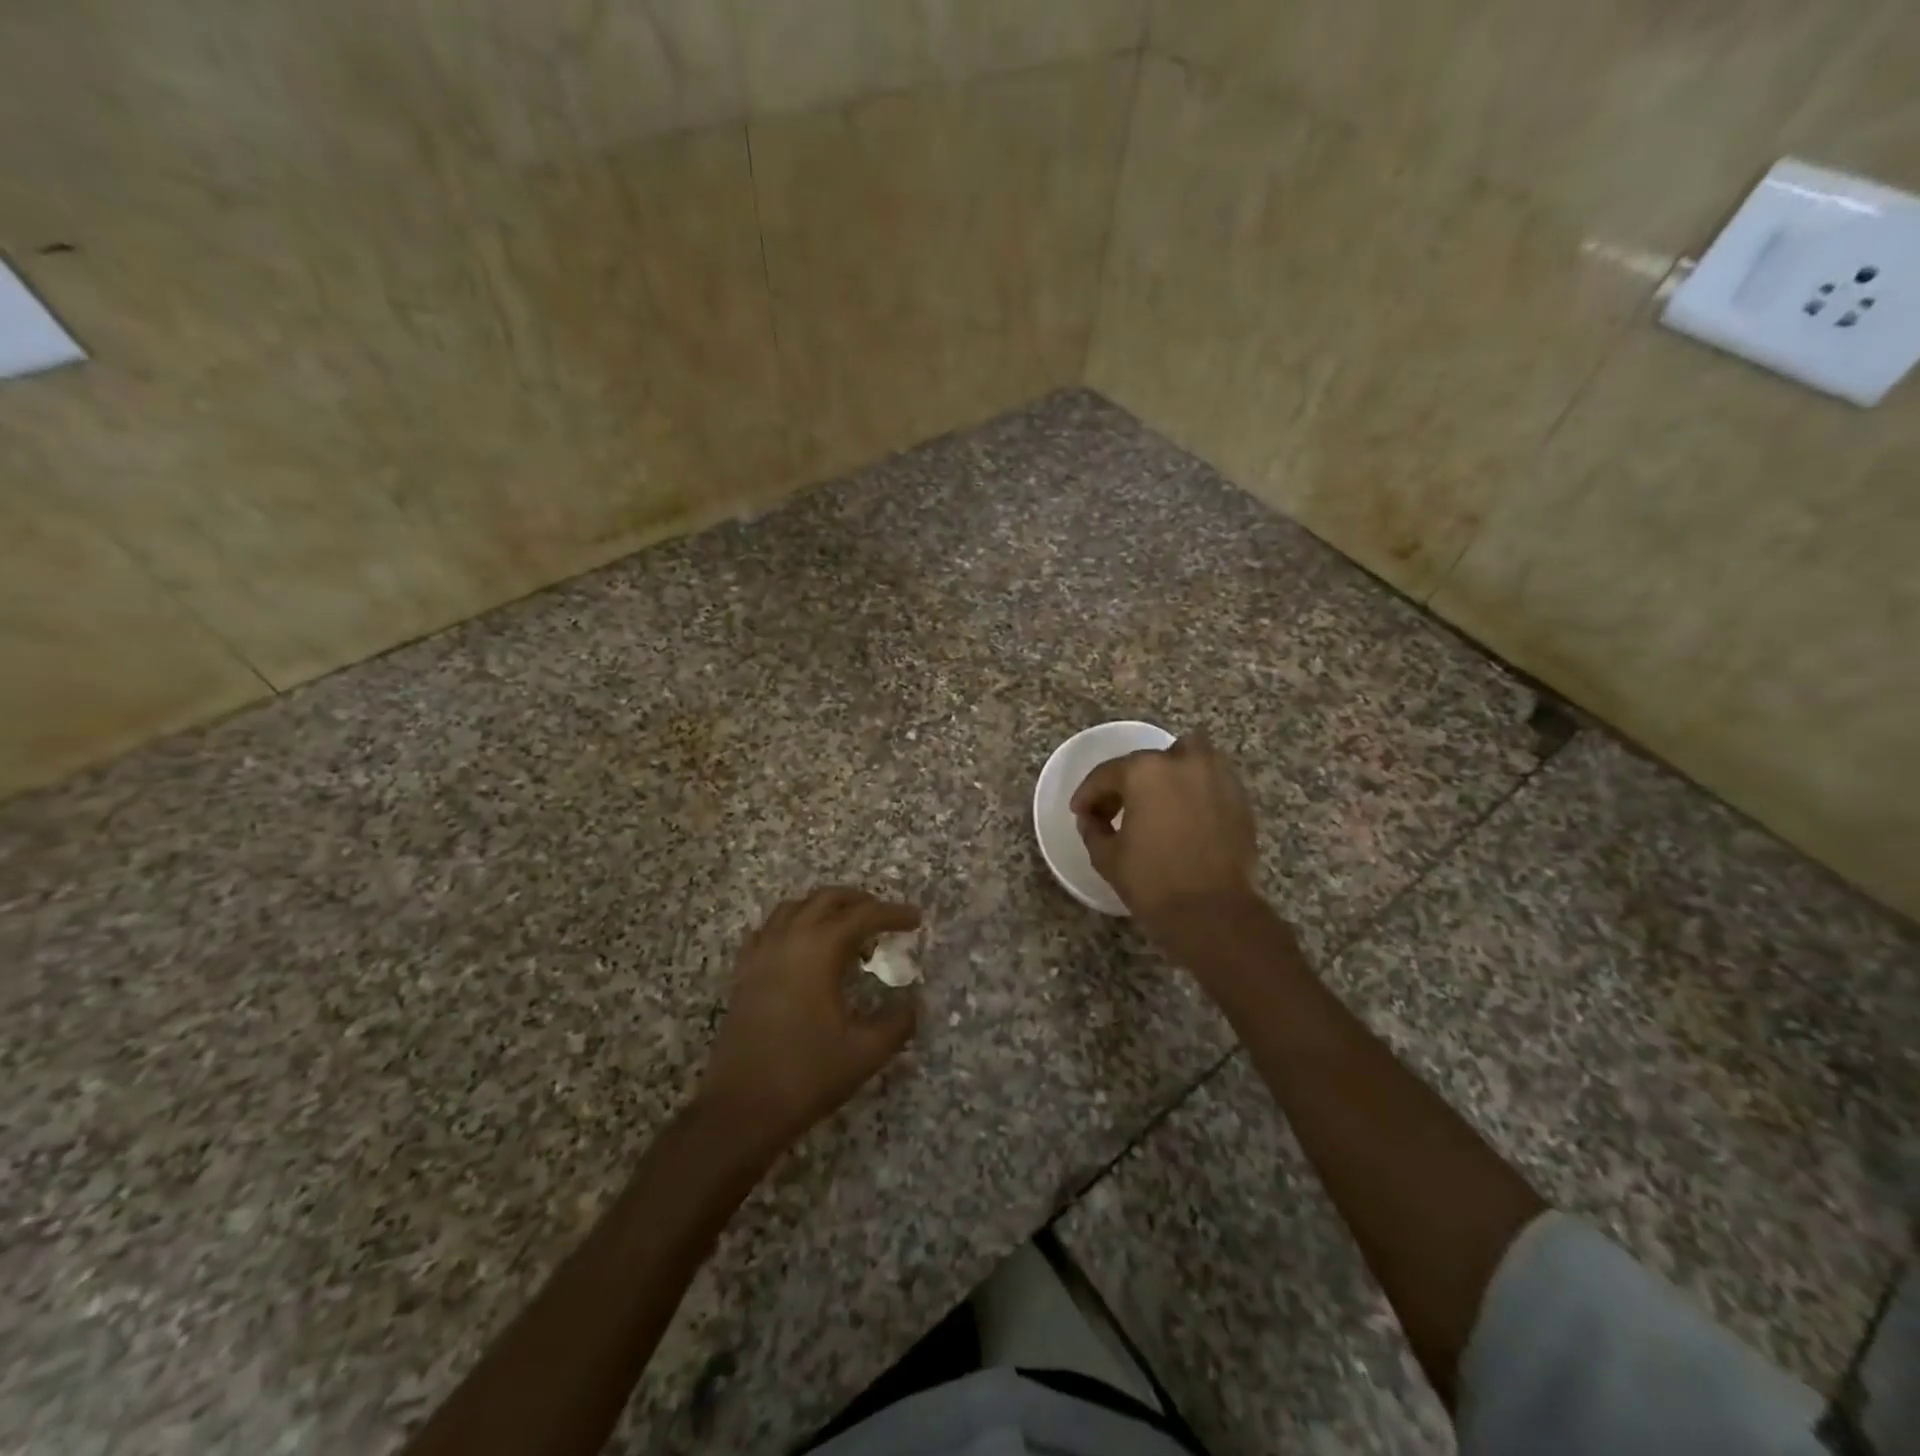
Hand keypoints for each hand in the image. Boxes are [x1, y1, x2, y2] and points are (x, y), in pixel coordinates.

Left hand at [699, 887, 921, 1152]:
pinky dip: (793, 926)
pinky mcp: (744, 972)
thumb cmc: (807, 1075)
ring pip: (796, 907)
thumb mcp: (866, 1051)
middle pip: (828, 899)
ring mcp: (761, 953)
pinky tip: (803, 950)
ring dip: (825, 909)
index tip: (916, 919)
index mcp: (820, 949)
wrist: (741, 1109)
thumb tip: (913, 1002)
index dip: (894, 913)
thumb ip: (898, 1021)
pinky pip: (770, 929)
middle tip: (884, 920)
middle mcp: (789, 939)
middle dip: (860, 902)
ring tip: (846, 932)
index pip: (864, 915)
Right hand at [1071, 734, 1258, 930]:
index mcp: (1144, 771)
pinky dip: (1194, 787)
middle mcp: (1182, 762)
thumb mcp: (1107, 856)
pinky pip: (1210, 778)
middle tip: (1114, 811)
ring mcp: (1216, 776)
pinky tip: (1183, 813)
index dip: (1088, 794)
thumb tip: (1092, 818)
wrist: (1213, 913)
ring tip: (1155, 800)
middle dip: (1126, 783)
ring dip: (1168, 771)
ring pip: (1187, 756)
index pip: (1106, 774)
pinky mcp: (1239, 797)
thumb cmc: (1152, 882)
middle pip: (1146, 762)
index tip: (1080, 812)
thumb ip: (1093, 828)